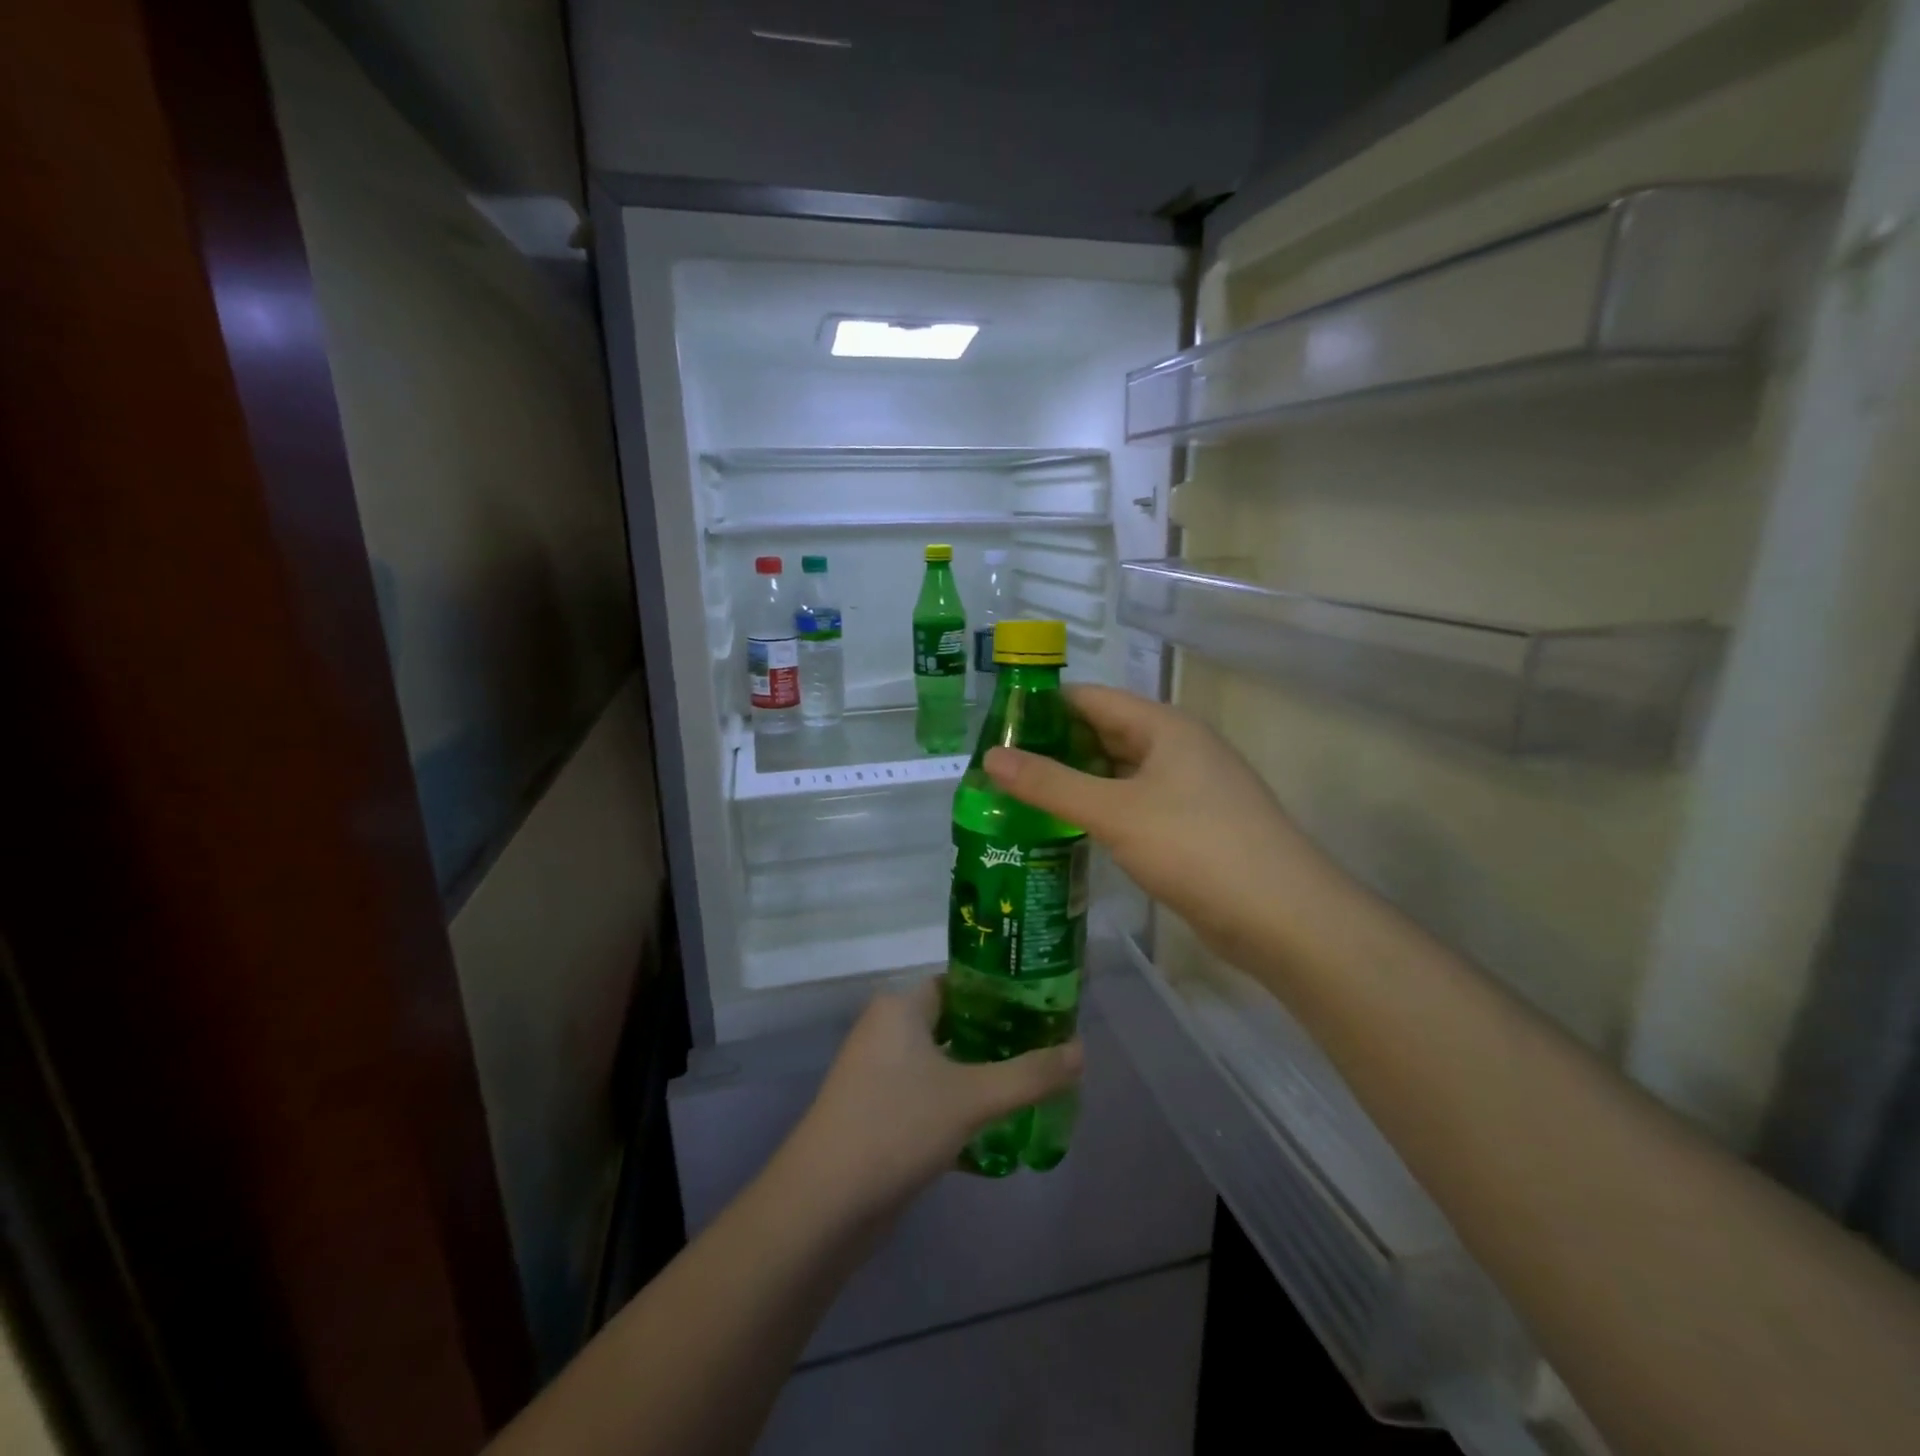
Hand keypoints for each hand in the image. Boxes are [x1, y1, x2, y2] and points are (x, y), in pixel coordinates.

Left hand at [788, 981, 1082, 1214]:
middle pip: (954, 1023)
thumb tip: (1081, 1051)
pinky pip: (927, 1095)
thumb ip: (1029, 1074)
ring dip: (979, 1075)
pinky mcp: (876, 1112)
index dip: (1001, 995)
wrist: (824, 1203)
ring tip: (1029, 1087)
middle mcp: (886, 1030)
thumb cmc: (897, 1126)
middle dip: (997, 1039)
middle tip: (1045, 1051)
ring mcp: (877, 1073)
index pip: (960, 984)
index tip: (1042, 1010)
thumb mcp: (972, 1098)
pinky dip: (957, 1105)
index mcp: (901, 1007)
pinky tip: (993, 1129)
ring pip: (941, 1063)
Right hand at [985, 686, 1326, 965]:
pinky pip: (1134, 804)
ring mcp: (1187, 788)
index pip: (1090, 698)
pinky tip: (1066, 828)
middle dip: (1053, 748)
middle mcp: (1177, 748)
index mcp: (1164, 726)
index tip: (994, 730)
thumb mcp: (1115, 813)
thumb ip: (1051, 784)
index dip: (1042, 708)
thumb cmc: (1196, 848)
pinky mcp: (1191, 825)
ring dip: (1074, 782)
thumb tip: (990, 757)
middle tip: (997, 770)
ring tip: (1018, 798)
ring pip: (1118, 772)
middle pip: (1103, 733)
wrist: (1283, 918)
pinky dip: (1100, 810)